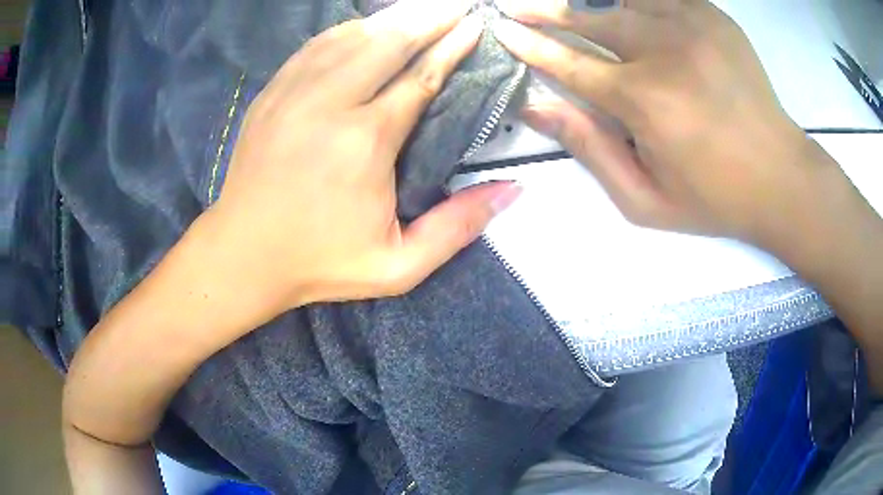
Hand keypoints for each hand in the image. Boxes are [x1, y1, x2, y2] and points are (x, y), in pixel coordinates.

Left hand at [209, 0, 520, 310]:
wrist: (242, 255)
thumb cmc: (319, 263)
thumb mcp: (398, 266)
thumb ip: (457, 227)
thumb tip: (512, 190)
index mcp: (364, 141)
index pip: (419, 77)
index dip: (452, 47)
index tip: (476, 25)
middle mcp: (328, 104)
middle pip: (387, 41)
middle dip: (428, 16)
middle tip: (457, 3)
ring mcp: (293, 93)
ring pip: (350, 36)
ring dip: (391, 17)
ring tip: (422, 8)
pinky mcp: (271, 93)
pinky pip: (315, 46)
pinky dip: (348, 30)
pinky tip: (367, 25)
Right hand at [493, 0, 819, 243]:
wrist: (780, 177)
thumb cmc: (714, 198)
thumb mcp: (646, 200)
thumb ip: (590, 150)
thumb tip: (536, 107)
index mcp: (644, 101)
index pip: (568, 62)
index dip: (530, 45)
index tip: (502, 31)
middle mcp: (664, 51)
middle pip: (588, 16)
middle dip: (547, 11)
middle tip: (519, 8)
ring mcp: (692, 25)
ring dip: (588, 2)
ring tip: (569, 9)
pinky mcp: (713, 16)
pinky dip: (633, 1)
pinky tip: (622, 9)